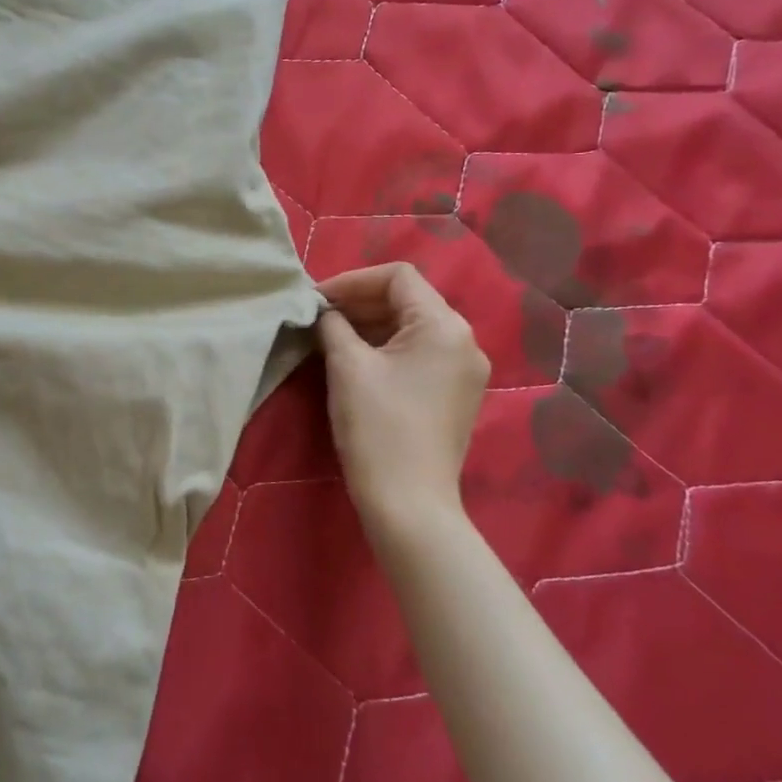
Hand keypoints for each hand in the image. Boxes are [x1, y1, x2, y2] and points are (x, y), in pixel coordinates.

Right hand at [316, 263, 490, 528]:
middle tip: (318, 318)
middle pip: (408, 300)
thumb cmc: (377, 427)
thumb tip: (324, 311)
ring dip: (371, 326)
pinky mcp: (456, 396)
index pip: (398, 277)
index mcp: (444, 326)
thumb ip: (333, 324)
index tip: (317, 300)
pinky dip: (387, 349)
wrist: (409, 504)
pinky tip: (356, 363)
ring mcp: (465, 371)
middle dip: (360, 303)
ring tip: (331, 338)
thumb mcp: (347, 366)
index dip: (352, 280)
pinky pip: (420, 355)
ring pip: (413, 328)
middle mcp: (465, 341)